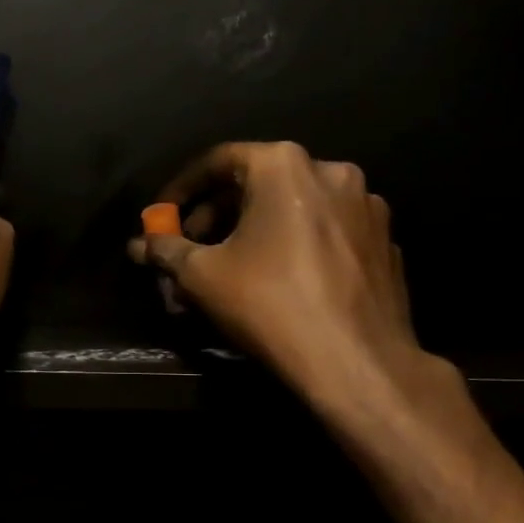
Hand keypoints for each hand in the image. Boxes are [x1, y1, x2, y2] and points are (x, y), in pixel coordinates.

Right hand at [128, 141, 416, 416]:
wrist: (355, 361)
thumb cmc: (268, 304)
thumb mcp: (200, 276)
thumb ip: (165, 251)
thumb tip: (139, 245)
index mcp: (284, 166)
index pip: (218, 161)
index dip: (181, 189)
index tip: (161, 218)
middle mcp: (331, 173)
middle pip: (257, 185)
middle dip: (215, 217)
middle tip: (190, 250)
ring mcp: (366, 207)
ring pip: (292, 210)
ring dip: (253, 233)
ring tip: (229, 270)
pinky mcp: (384, 243)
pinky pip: (324, 235)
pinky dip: (293, 247)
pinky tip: (277, 283)